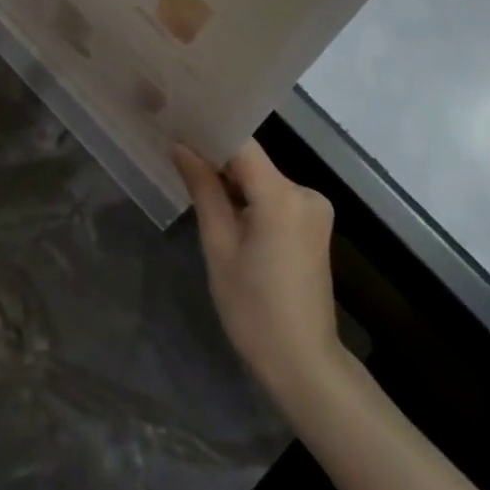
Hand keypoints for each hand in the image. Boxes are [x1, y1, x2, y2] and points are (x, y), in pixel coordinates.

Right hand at [175, 141, 344, 412]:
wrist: (302, 362)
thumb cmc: (253, 309)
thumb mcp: (219, 247)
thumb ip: (203, 190)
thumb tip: (181, 147)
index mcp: (282, 196)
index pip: (241, 145)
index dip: (208, 133)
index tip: (176, 126)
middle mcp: (305, 192)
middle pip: (252, 161)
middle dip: (215, 159)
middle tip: (175, 156)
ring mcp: (314, 208)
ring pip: (261, 178)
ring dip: (231, 181)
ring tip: (192, 181)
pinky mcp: (313, 223)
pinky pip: (274, 196)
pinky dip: (249, 197)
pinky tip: (223, 208)